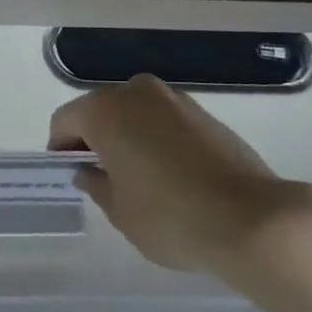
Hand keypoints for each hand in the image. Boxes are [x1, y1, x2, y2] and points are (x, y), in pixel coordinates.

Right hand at [49, 75, 311, 274]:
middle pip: (101, 110)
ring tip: (136, 177)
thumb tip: (88, 171)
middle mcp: (137, 92)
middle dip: (94, 138)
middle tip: (99, 176)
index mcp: (106, 110)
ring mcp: (175, 99)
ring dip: (127, 136)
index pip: (65, 120)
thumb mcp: (119, 211)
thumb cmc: (169, 216)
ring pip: (135, 113)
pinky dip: (156, 139)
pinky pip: (165, 121)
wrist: (251, 219)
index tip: (67, 174)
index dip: (60, 147)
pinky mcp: (206, 113)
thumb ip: (96, 185)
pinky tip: (168, 174)